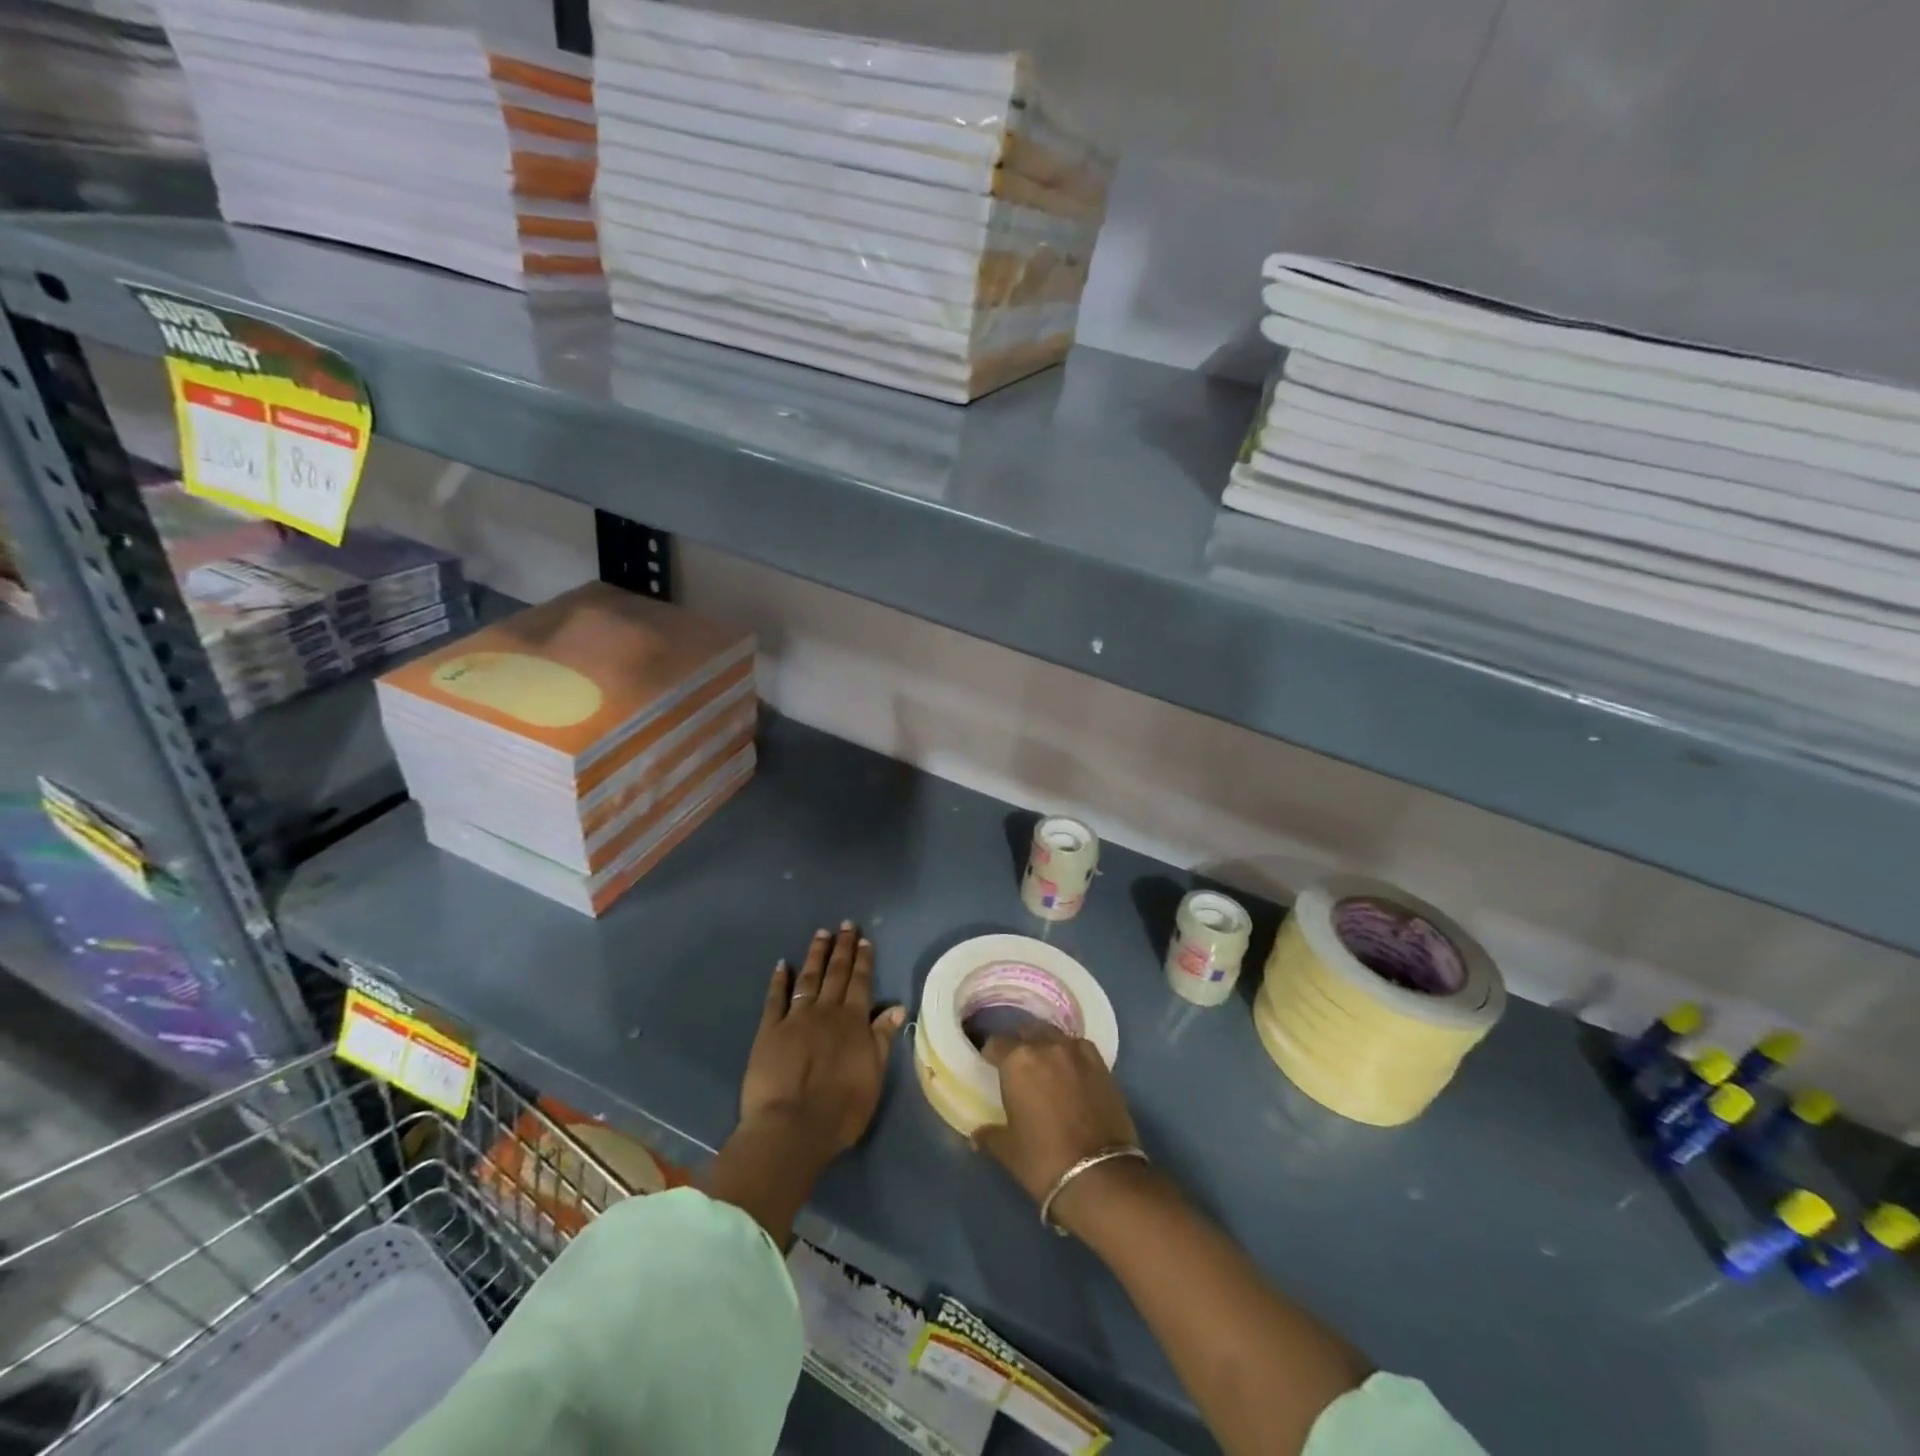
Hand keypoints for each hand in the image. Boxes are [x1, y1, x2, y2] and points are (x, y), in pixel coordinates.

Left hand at [740, 922, 905, 1157]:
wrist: (793, 1127)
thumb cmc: (841, 1108)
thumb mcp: (873, 1075)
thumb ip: (882, 1039)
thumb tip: (897, 1007)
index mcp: (853, 1022)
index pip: (861, 983)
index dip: (863, 960)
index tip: (864, 939)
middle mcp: (826, 1012)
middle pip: (836, 973)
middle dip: (842, 948)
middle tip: (845, 925)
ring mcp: (795, 1018)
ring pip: (808, 978)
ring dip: (815, 955)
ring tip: (820, 934)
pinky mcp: (768, 1031)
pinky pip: (775, 999)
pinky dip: (778, 980)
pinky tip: (781, 964)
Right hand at [975, 1026, 1142, 1231]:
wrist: (1101, 1176)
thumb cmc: (1044, 1160)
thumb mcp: (1008, 1150)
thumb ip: (990, 1135)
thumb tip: (977, 1135)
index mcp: (1018, 1061)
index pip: (997, 1043)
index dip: (991, 1053)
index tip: (990, 1064)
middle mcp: (1047, 1046)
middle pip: (1028, 1032)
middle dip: (1020, 1044)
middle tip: (1017, 1065)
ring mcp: (1078, 1053)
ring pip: (1055, 1036)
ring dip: (1046, 1045)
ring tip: (1045, 1066)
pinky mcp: (1102, 1065)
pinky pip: (1079, 1048)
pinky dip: (1071, 1055)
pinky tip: (1070, 1072)